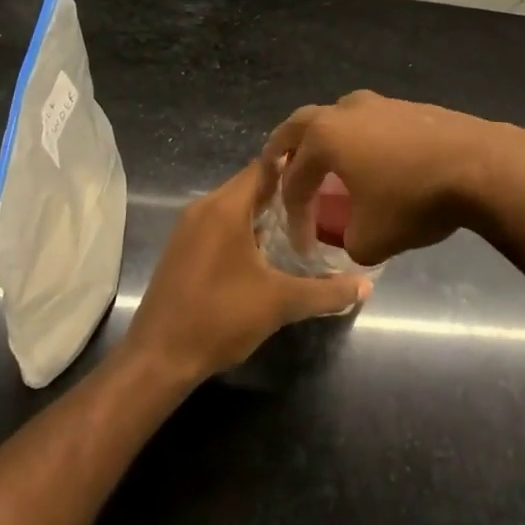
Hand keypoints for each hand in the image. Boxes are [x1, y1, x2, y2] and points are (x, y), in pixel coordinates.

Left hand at [123, 161, 371, 383]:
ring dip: (265, 212)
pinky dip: (245, 228)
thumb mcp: (280, 304)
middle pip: (251, 185)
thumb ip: (325, 292)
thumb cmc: (220, 318)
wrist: (158, 358)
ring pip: (235, 205)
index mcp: (226, 207)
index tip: (327, 171)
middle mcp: (204, 208)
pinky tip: (268, 252)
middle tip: (323, 201)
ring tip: (303, 224)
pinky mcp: (183, 248)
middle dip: (285, 192)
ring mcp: (189, 228)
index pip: (265, 166)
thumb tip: (366, 286)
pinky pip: (220, 223)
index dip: (296, 166)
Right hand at [260, 92, 505, 266]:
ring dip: (324, 141)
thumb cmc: (415, 200)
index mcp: (324, 137)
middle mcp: (345, 111)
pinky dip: (357, 140)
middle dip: (284, 152)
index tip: (303, 244)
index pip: (294, 179)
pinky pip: (368, 122)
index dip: (293, 214)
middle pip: (299, 126)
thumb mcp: (371, 240)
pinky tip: (372, 162)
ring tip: (326, 166)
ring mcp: (378, 103)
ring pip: (336, 117)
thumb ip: (346, 241)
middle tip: (279, 173)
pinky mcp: (408, 106)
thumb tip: (351, 235)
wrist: (481, 166)